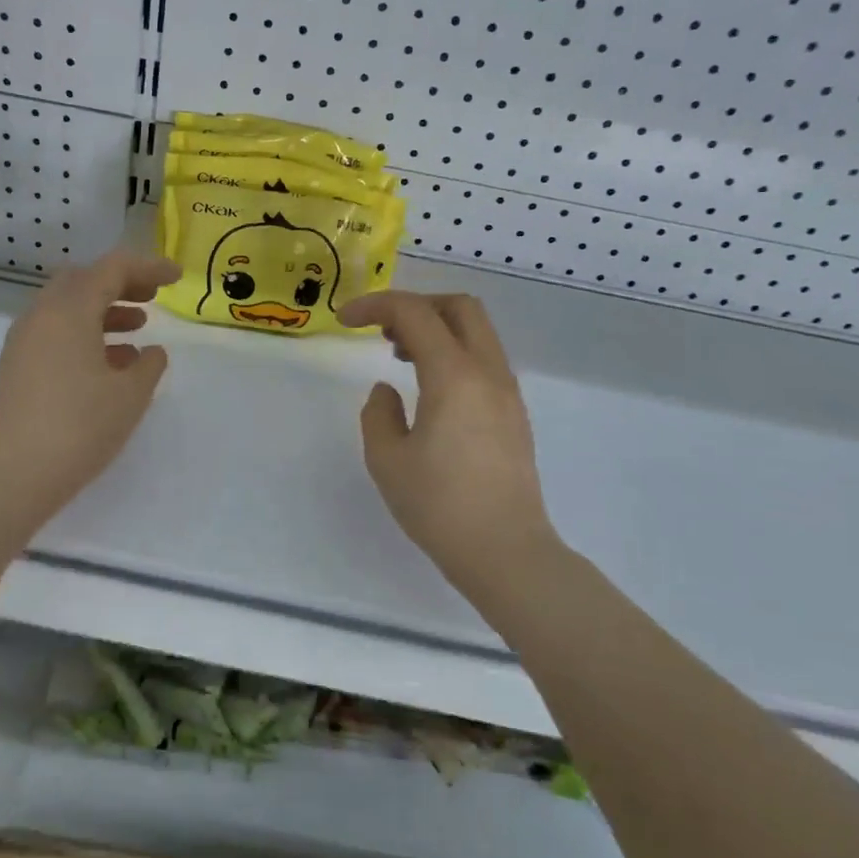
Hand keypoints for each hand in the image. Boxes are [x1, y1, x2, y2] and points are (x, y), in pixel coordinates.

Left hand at [0, 250, 180, 513]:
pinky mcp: (17, 368)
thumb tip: (152, 352)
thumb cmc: (79, 428)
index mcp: (69, 310)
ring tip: (138, 329)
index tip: (177, 278)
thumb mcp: (130, 396)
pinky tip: (110, 364)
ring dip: (104, 311)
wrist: (12, 476)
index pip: (112, 268)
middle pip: (83, 281)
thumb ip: (149, 366)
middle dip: (121, 283)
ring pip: (67, 309)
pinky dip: (85, 335)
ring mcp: (23, 342)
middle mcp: (41, 316)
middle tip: (152, 297)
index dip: (148, 267)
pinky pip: (55, 334)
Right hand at [338, 291, 557, 588]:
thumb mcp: (387, 460)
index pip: (415, 314)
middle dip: (415, 305)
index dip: (375, 306)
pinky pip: (483, 359)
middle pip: (459, 307)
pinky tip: (428, 386)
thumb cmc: (440, 506)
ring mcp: (507, 392)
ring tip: (399, 356)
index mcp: (455, 376)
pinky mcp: (513, 413)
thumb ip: (378, 414)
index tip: (345, 320)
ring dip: (436, 329)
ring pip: (476, 332)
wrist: (506, 552)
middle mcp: (488, 373)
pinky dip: (453, 352)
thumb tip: (387, 391)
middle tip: (381, 330)